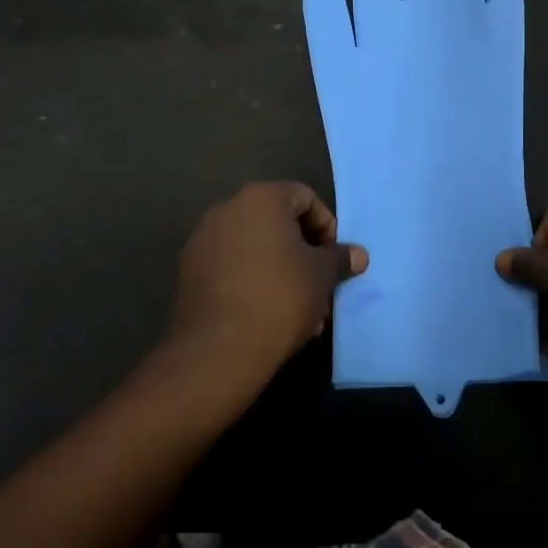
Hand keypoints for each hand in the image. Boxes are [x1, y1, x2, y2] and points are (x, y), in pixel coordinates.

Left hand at [169, 182, 367, 387]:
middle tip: (320, 287)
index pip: (305, 198)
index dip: (326, 227)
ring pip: (255, 248)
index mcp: (261, 198)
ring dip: (281, 271)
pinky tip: (268, 317)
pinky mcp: (188, 272)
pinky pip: (232, 267)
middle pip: (278, 223)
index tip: (334, 259)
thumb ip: (340, 258)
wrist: (218, 349)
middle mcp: (227, 208)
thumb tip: (358, 254)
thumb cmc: (279, 297)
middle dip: (303, 254)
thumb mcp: (322, 276)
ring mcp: (203, 240)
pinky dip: (253, 282)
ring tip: (300, 312)